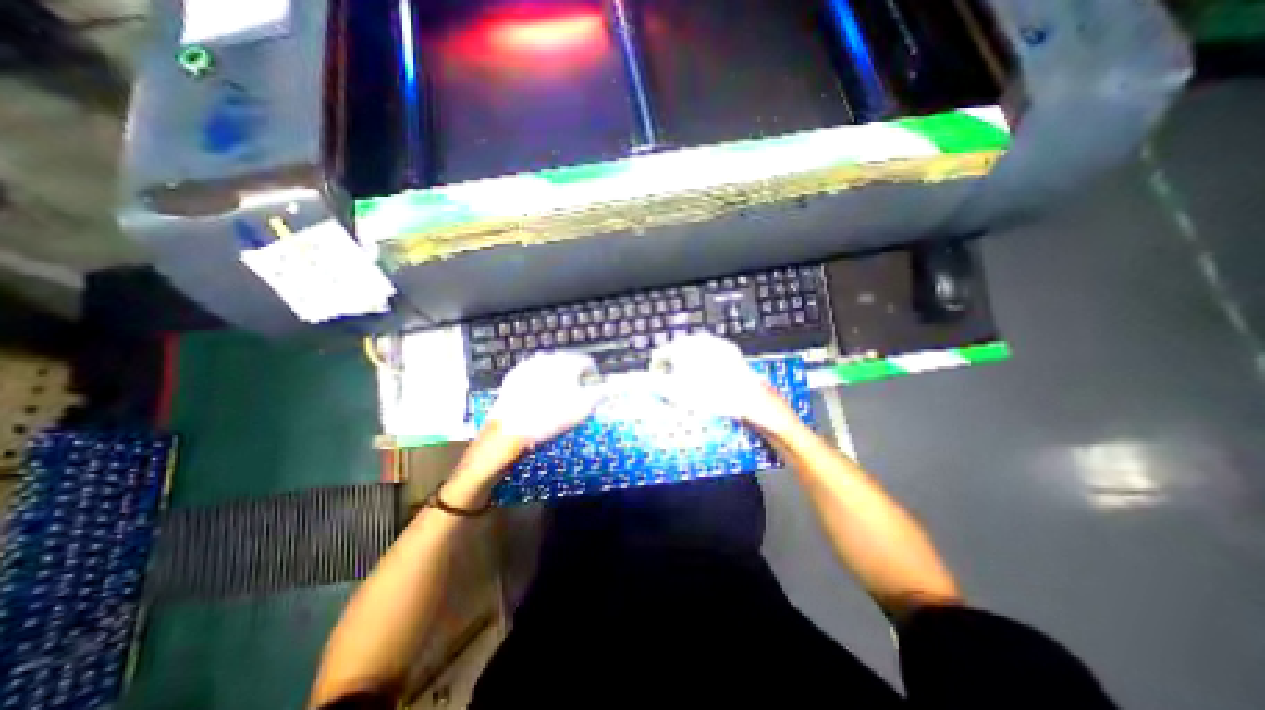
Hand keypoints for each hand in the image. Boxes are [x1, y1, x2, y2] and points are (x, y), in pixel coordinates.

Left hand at [485, 351, 598, 447]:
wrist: (512, 425)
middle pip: (568, 362)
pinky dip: (538, 381)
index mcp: (568, 362)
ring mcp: (529, 364)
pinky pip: (532, 374)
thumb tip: (605, 389)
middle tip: (576, 392)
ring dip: (556, 376)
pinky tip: (538, 396)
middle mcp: (549, 358)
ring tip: (556, 395)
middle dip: (574, 375)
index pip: (588, 362)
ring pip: (549, 367)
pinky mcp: (515, 374)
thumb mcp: (583, 408)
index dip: (593, 374)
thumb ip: (598, 394)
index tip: (593, 386)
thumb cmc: (552, 415)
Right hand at [651, 332, 797, 437]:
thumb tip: (626, 381)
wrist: (749, 399)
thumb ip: (648, 383)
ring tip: (693, 387)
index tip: (657, 386)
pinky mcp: (730, 351)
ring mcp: (717, 344)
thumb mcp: (673, 391)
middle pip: (677, 353)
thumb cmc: (709, 396)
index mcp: (683, 345)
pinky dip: (705, 367)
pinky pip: (711, 357)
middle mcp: (699, 339)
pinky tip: (710, 382)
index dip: (655, 372)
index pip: (659, 355)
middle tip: (676, 389)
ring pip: (694, 354)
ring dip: (689, 368)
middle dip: (673, 369)